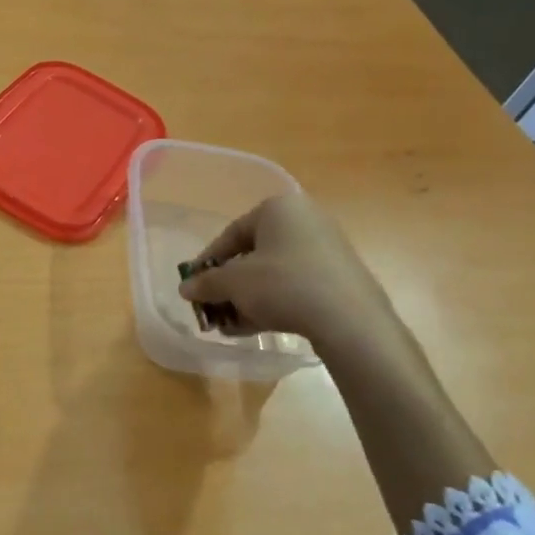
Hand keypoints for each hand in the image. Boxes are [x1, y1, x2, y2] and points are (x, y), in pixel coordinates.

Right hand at [180, 194, 398, 357]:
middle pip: (254, 253)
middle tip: (215, 306)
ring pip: (274, 272)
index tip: (195, 284)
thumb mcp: (234, 284)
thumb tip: (185, 288)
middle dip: (230, 284)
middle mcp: (304, 220)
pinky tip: (257, 327)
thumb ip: (207, 283)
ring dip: (248, 297)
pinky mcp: (340, 276)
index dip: (209, 261)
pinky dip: (274, 302)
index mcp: (279, 208)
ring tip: (232, 325)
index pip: (232, 233)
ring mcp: (326, 248)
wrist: (349, 320)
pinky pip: (296, 285)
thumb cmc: (283, 285)